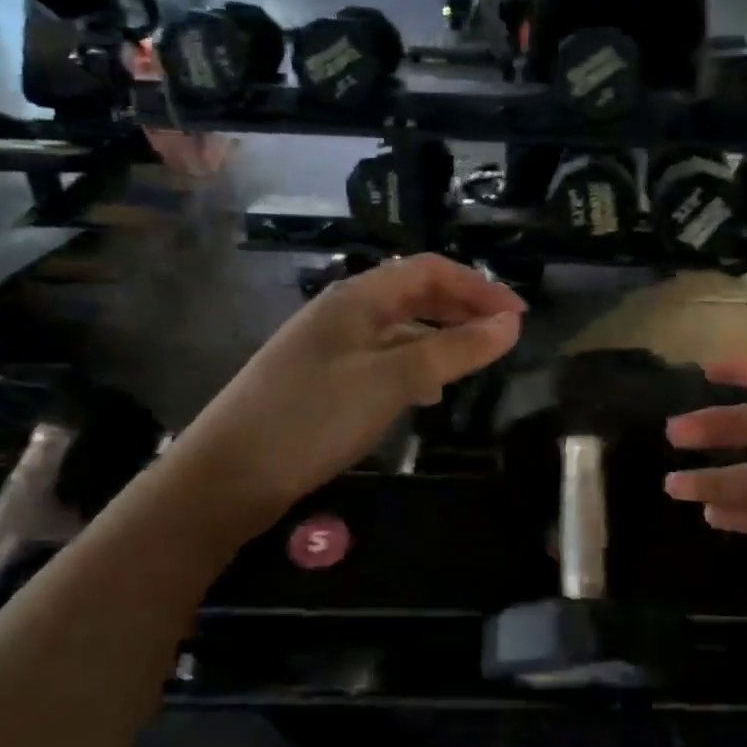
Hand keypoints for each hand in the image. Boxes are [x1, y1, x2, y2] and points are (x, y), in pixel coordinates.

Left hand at [168, 256, 524, 538]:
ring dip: (441, 336)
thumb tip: (511, 325)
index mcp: (357, 298)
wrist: (228, 475)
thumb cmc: (313, 416)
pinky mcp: (324, 379)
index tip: (519, 316)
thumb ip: (453, 350)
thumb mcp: (391, 380)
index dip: (479, 287)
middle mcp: (343, 312)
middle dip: (463, 308)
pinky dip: (415, 364)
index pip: (430, 271)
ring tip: (474, 361)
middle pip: (415, 294)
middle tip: (504, 335)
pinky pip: (383, 357)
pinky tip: (428, 391)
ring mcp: (330, 346)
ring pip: (400, 327)